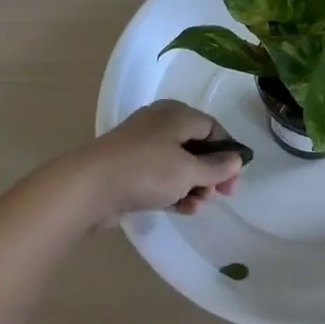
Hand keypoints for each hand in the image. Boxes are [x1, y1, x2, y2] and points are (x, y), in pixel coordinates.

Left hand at [76, 100, 244, 220]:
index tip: (234, 178)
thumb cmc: (146, 171)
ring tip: (198, 206)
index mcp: (176, 114)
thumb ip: (217, 167)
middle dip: (211, 173)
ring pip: (179, 165)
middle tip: (221, 196)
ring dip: (194, 186)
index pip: (213, 127)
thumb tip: (237, 160)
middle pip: (196, 147)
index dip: (228, 152)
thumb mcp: (189, 170)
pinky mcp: (129, 169)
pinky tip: (183, 209)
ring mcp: (142, 147)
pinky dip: (174, 191)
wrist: (88, 188)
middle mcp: (160, 124)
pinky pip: (160, 177)